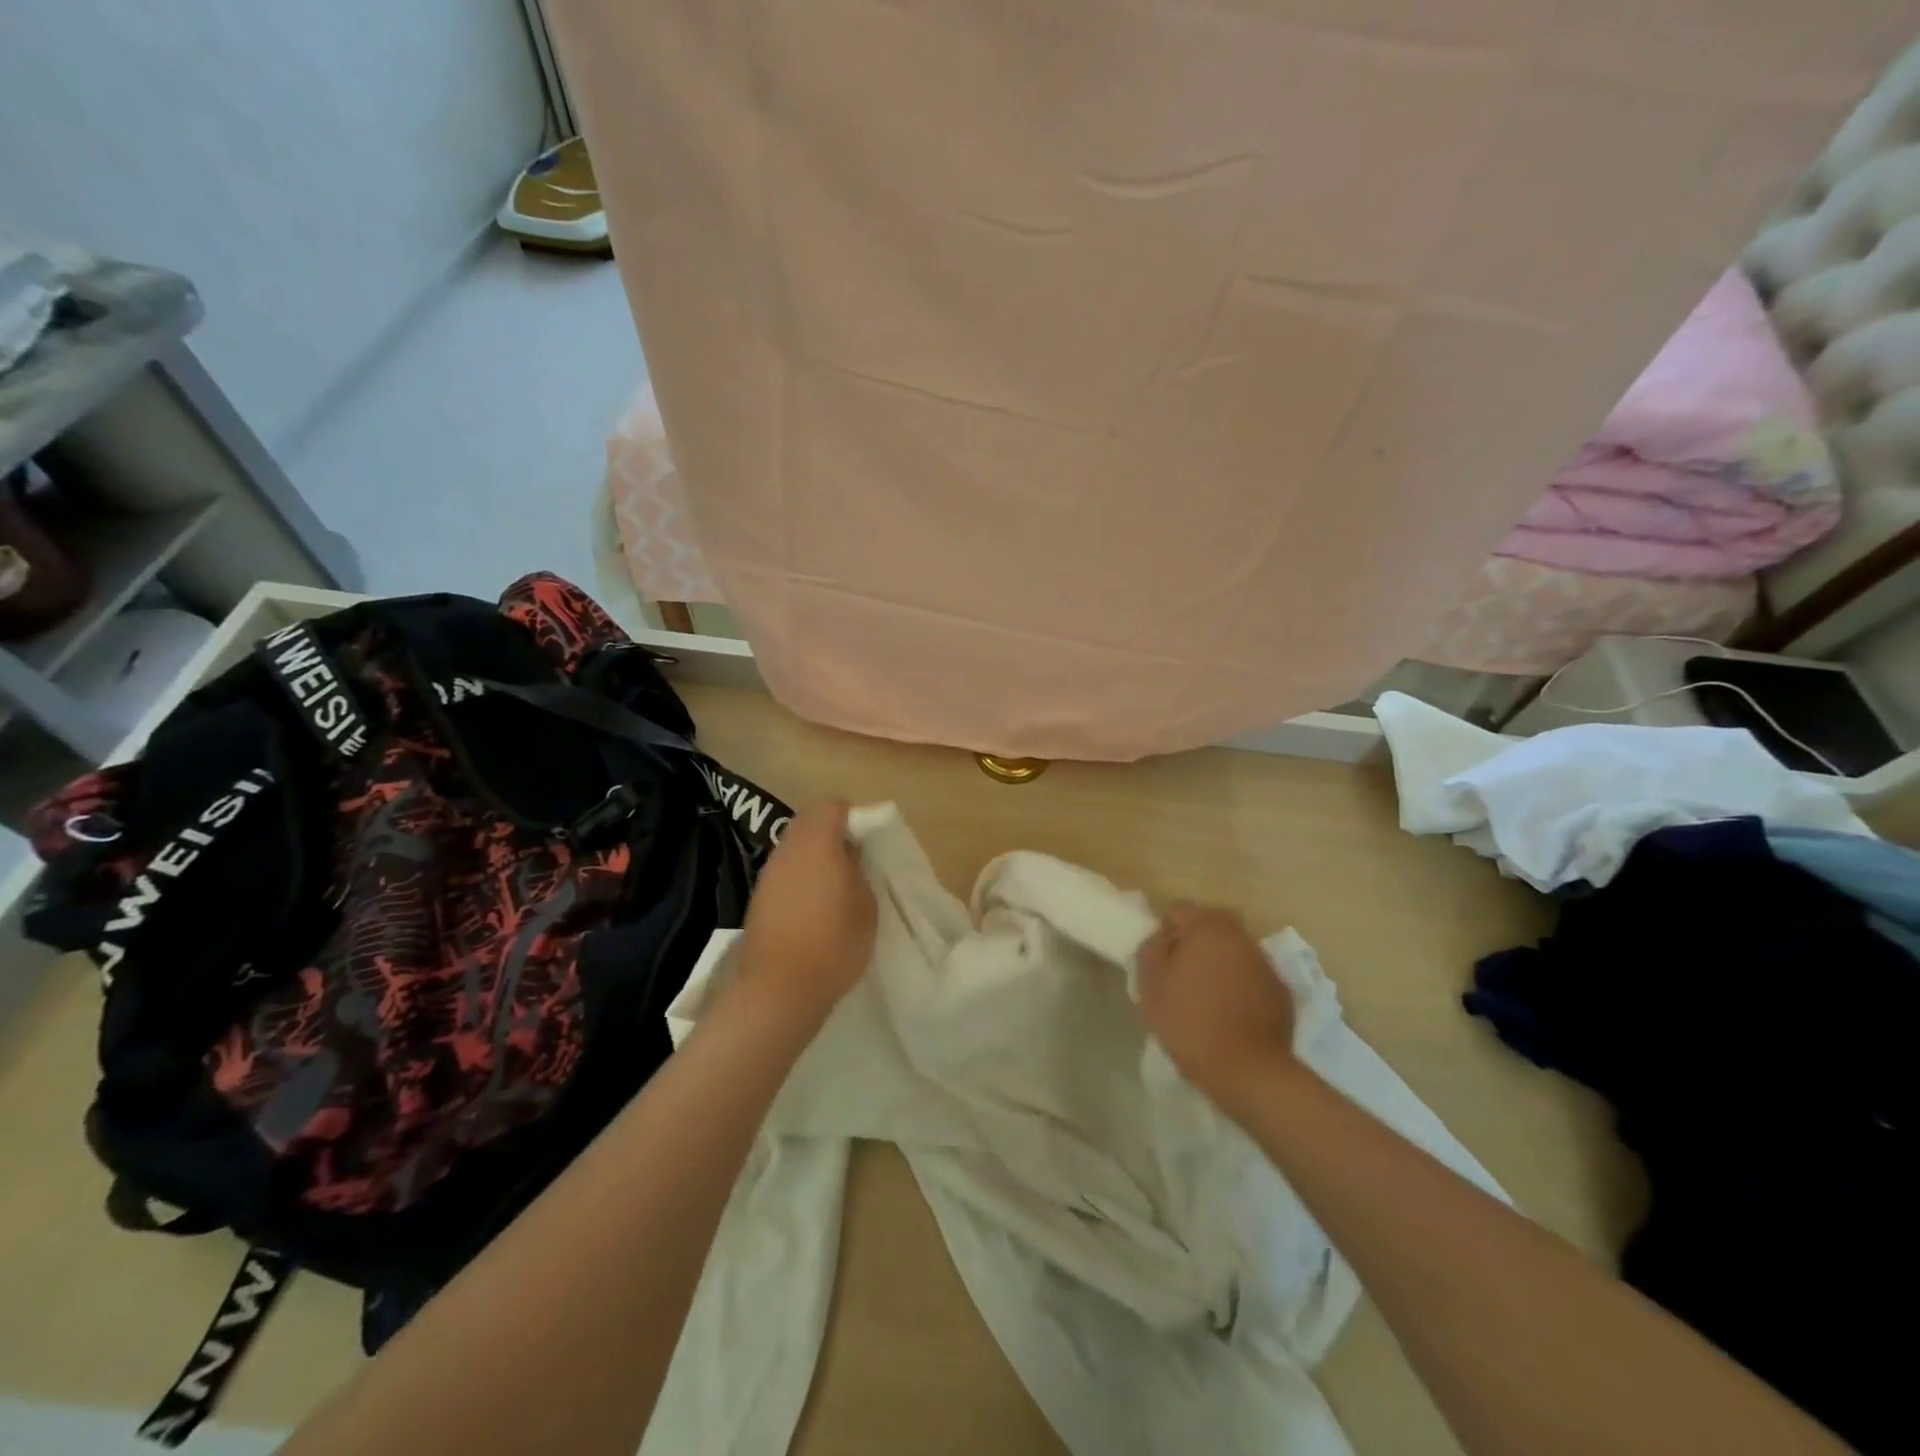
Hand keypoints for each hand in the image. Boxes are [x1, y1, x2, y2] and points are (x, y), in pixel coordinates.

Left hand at [734, 800, 876, 1025]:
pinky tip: (813, 909)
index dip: (853, 817)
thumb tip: (850, 855)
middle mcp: (787, 849)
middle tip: (854, 863)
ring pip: (795, 848)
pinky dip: (800, 880)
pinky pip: (785, 874)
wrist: (779, 989)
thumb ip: (860, 870)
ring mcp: (768, 874)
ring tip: (836, 888)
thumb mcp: (867, 904)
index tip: (868, 842)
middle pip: (809, 823)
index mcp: (817, 841)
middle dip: (832, 835)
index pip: (832, 806)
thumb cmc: (834, 941)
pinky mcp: (758, 898)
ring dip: (815, 858)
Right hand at [1137, 902, 1299, 1115]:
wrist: (1248, 1071)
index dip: (1164, 932)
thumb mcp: (1150, 986)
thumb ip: (1151, 951)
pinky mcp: (1281, 991)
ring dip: (1219, 964)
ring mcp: (1265, 963)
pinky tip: (1231, 1015)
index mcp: (1207, 928)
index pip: (1178, 910)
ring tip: (1207, 998)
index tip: (1160, 961)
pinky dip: (1240, 986)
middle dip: (1195, 943)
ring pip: (1233, 951)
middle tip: (1181, 976)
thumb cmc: (1190, 1023)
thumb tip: (1161, 939)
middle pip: (1210, 926)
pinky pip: (1252, 977)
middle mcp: (1240, 936)